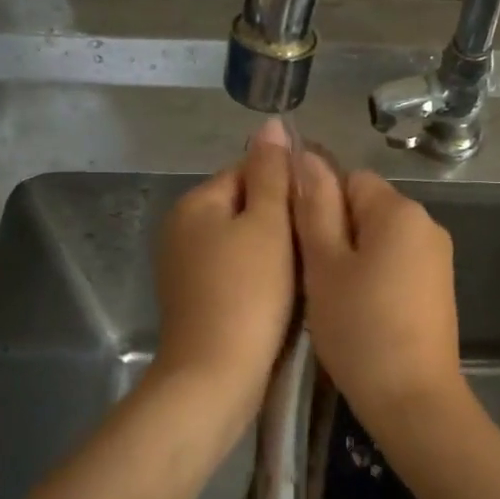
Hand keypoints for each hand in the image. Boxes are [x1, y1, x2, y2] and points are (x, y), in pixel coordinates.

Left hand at [152, 120, 295, 417]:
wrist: (216, 375)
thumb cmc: (248, 292)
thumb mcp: (267, 224)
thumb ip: (271, 172)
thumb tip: (271, 123)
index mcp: (195, 203)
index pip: (248, 171)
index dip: (286, 185)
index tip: (317, 208)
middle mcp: (181, 229)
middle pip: (244, 206)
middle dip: (280, 219)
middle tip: (315, 241)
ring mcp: (184, 268)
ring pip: (242, 242)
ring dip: (274, 250)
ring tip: (305, 269)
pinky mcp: (195, 299)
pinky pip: (235, 272)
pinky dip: (259, 276)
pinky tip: (282, 295)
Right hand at [293, 156, 464, 431]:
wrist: (413, 399)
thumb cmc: (359, 328)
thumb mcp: (324, 265)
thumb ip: (314, 206)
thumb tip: (304, 155)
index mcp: (399, 210)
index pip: (348, 178)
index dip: (318, 204)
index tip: (299, 244)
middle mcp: (426, 224)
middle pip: (366, 207)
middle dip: (335, 232)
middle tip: (311, 276)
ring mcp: (437, 258)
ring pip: (378, 239)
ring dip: (351, 258)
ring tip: (332, 298)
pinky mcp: (438, 288)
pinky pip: (396, 264)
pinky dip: (373, 278)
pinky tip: (358, 311)